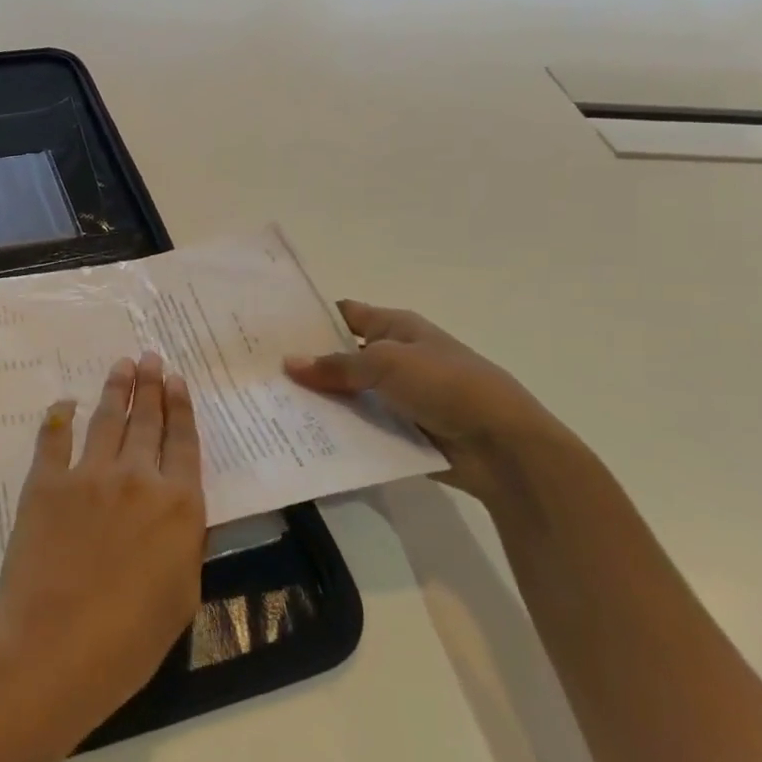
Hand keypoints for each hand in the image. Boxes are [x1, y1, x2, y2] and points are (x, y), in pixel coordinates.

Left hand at [0, 352, 205, 747]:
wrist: (56, 643)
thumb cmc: (131, 637)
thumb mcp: (183, 594)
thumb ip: (183, 543)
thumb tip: (176, 513)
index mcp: (179, 505)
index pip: (184, 443)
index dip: (181, 408)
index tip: (176, 380)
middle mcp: (138, 477)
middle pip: (148, 421)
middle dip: (151, 386)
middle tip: (150, 358)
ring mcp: (90, 475)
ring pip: (107, 419)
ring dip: (116, 388)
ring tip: (122, 364)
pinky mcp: (47, 483)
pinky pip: (54, 438)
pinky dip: (60, 417)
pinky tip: (65, 402)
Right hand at [284, 301, 570, 506]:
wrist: (503, 446)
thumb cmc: (447, 385)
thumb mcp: (388, 364)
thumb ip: (337, 366)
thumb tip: (289, 363)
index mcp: (396, 328)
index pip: (345, 315)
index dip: (311, 318)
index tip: (269, 326)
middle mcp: (394, 358)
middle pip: (341, 357)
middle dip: (306, 364)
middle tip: (258, 371)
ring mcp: (396, 397)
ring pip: (347, 395)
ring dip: (318, 401)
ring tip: (268, 406)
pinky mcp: (399, 432)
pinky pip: (360, 428)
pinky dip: (337, 431)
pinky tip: (300, 437)